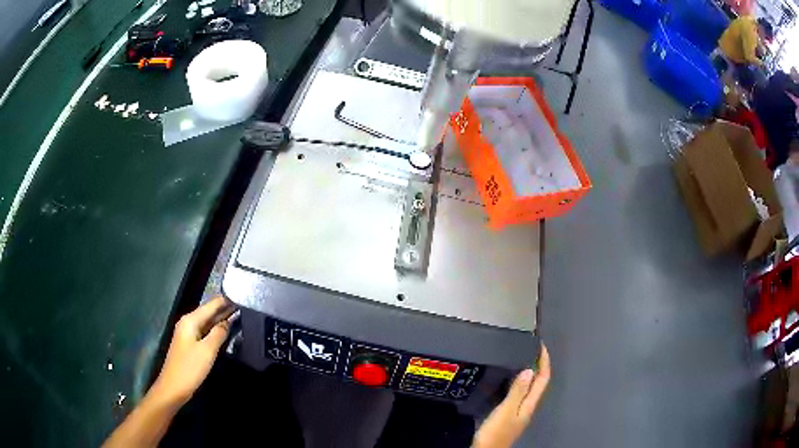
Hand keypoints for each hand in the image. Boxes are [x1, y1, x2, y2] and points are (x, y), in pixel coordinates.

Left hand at [150, 296, 235, 406]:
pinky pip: (205, 331)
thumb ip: (218, 334)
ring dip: (221, 318)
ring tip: (239, 313)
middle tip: (244, 304)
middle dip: (225, 308)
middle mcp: (188, 323)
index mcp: (191, 320)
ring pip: (207, 322)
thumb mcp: (207, 351)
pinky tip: (225, 330)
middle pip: (209, 311)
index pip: (211, 305)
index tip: (241, 295)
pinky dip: (215, 329)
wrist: (173, 387)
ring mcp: (188, 333)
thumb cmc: (190, 368)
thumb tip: (228, 322)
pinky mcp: (190, 344)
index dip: (225, 300)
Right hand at [473, 344, 550, 447]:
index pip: (543, 380)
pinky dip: (518, 383)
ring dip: (529, 374)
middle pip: (538, 384)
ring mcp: (519, 412)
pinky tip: (508, 382)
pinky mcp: (510, 416)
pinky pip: (519, 394)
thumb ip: (517, 392)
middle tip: (530, 349)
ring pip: (529, 389)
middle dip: (538, 365)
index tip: (541, 345)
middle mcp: (527, 407)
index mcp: (529, 405)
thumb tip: (530, 370)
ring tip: (521, 360)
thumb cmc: (496, 432)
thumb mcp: (506, 411)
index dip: (544, 362)